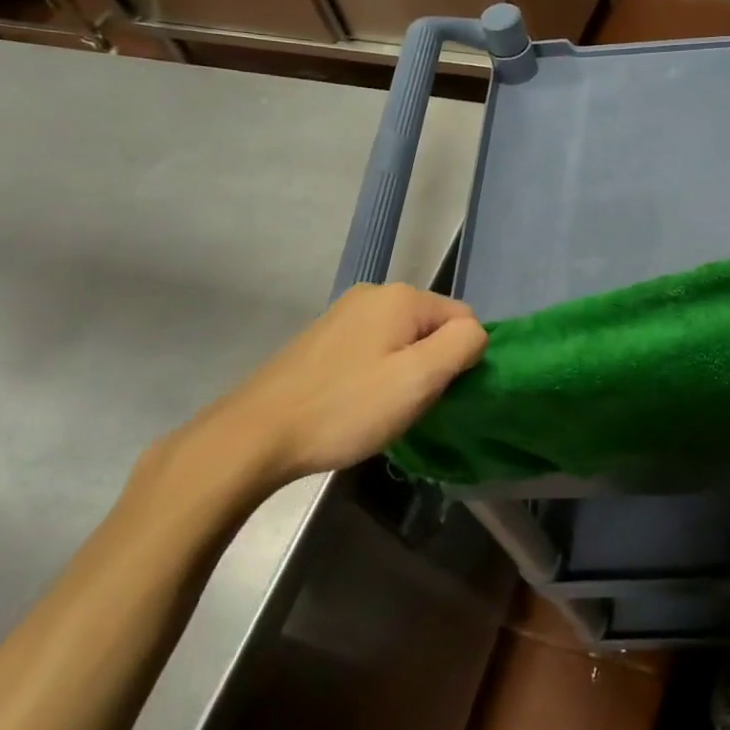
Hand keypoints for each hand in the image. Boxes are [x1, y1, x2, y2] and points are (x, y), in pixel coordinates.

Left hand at [140, 283, 486, 507]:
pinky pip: (373, 348)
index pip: (464, 319)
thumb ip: (463, 345)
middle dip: (431, 364)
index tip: (434, 393)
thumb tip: (475, 334)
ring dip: (403, 371)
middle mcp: (373, 293)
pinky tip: (355, 401)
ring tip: (379, 407)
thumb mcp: (420, 379)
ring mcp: (343, 313)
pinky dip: (375, 372)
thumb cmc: (346, 408)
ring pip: (402, 339)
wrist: (255, 435)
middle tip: (407, 404)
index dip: (459, 359)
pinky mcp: (322, 337)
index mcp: (401, 297)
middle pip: (432, 327)